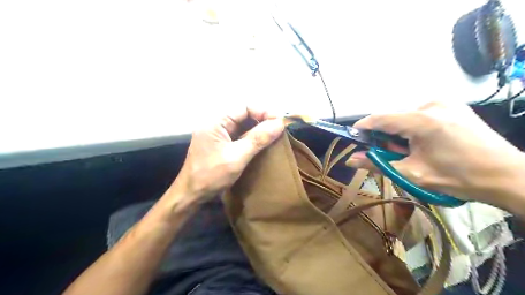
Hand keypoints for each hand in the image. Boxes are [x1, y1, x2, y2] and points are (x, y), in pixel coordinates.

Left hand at [171, 108, 284, 203]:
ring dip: (258, 129)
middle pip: (244, 115)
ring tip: (274, 136)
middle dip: (262, 120)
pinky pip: (239, 136)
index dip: (263, 112)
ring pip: (243, 125)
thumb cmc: (211, 175)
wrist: (191, 195)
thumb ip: (258, 139)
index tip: (279, 122)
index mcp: (215, 121)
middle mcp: (216, 124)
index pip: (244, 107)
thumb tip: (279, 124)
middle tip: (279, 130)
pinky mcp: (221, 144)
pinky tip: (263, 144)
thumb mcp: (237, 157)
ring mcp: (218, 134)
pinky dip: (252, 138)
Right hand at [348, 102, 524, 202]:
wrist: (507, 175)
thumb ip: (377, 164)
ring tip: (411, 151)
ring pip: (406, 117)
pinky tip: (426, 143)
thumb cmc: (458, 177)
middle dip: (386, 136)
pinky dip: (414, 128)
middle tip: (391, 154)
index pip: (380, 118)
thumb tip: (350, 160)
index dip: (363, 127)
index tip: (354, 137)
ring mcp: (445, 102)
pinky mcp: (453, 105)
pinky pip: (421, 114)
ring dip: (400, 133)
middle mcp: (431, 104)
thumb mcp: (412, 173)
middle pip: (394, 118)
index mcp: (422, 120)